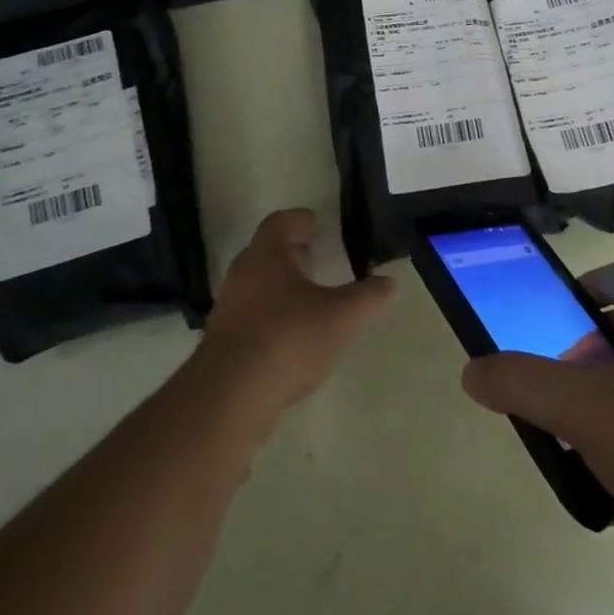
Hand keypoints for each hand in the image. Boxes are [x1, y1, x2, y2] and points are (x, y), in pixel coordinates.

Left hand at [199, 209, 395, 419]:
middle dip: (292, 253)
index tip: (316, 223)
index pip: (280, 222)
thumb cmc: (290, 337)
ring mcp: (228, 308)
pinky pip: (251, 315)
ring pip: (257, 285)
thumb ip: (369, 296)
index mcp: (267, 255)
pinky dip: (271, 316)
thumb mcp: (343, 316)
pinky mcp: (223, 341)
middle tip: (316, 258)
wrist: (232, 394)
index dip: (299, 220)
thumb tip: (389, 282)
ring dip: (281, 287)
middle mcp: (242, 274)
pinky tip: (291, 335)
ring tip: (309, 299)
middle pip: (267, 252)